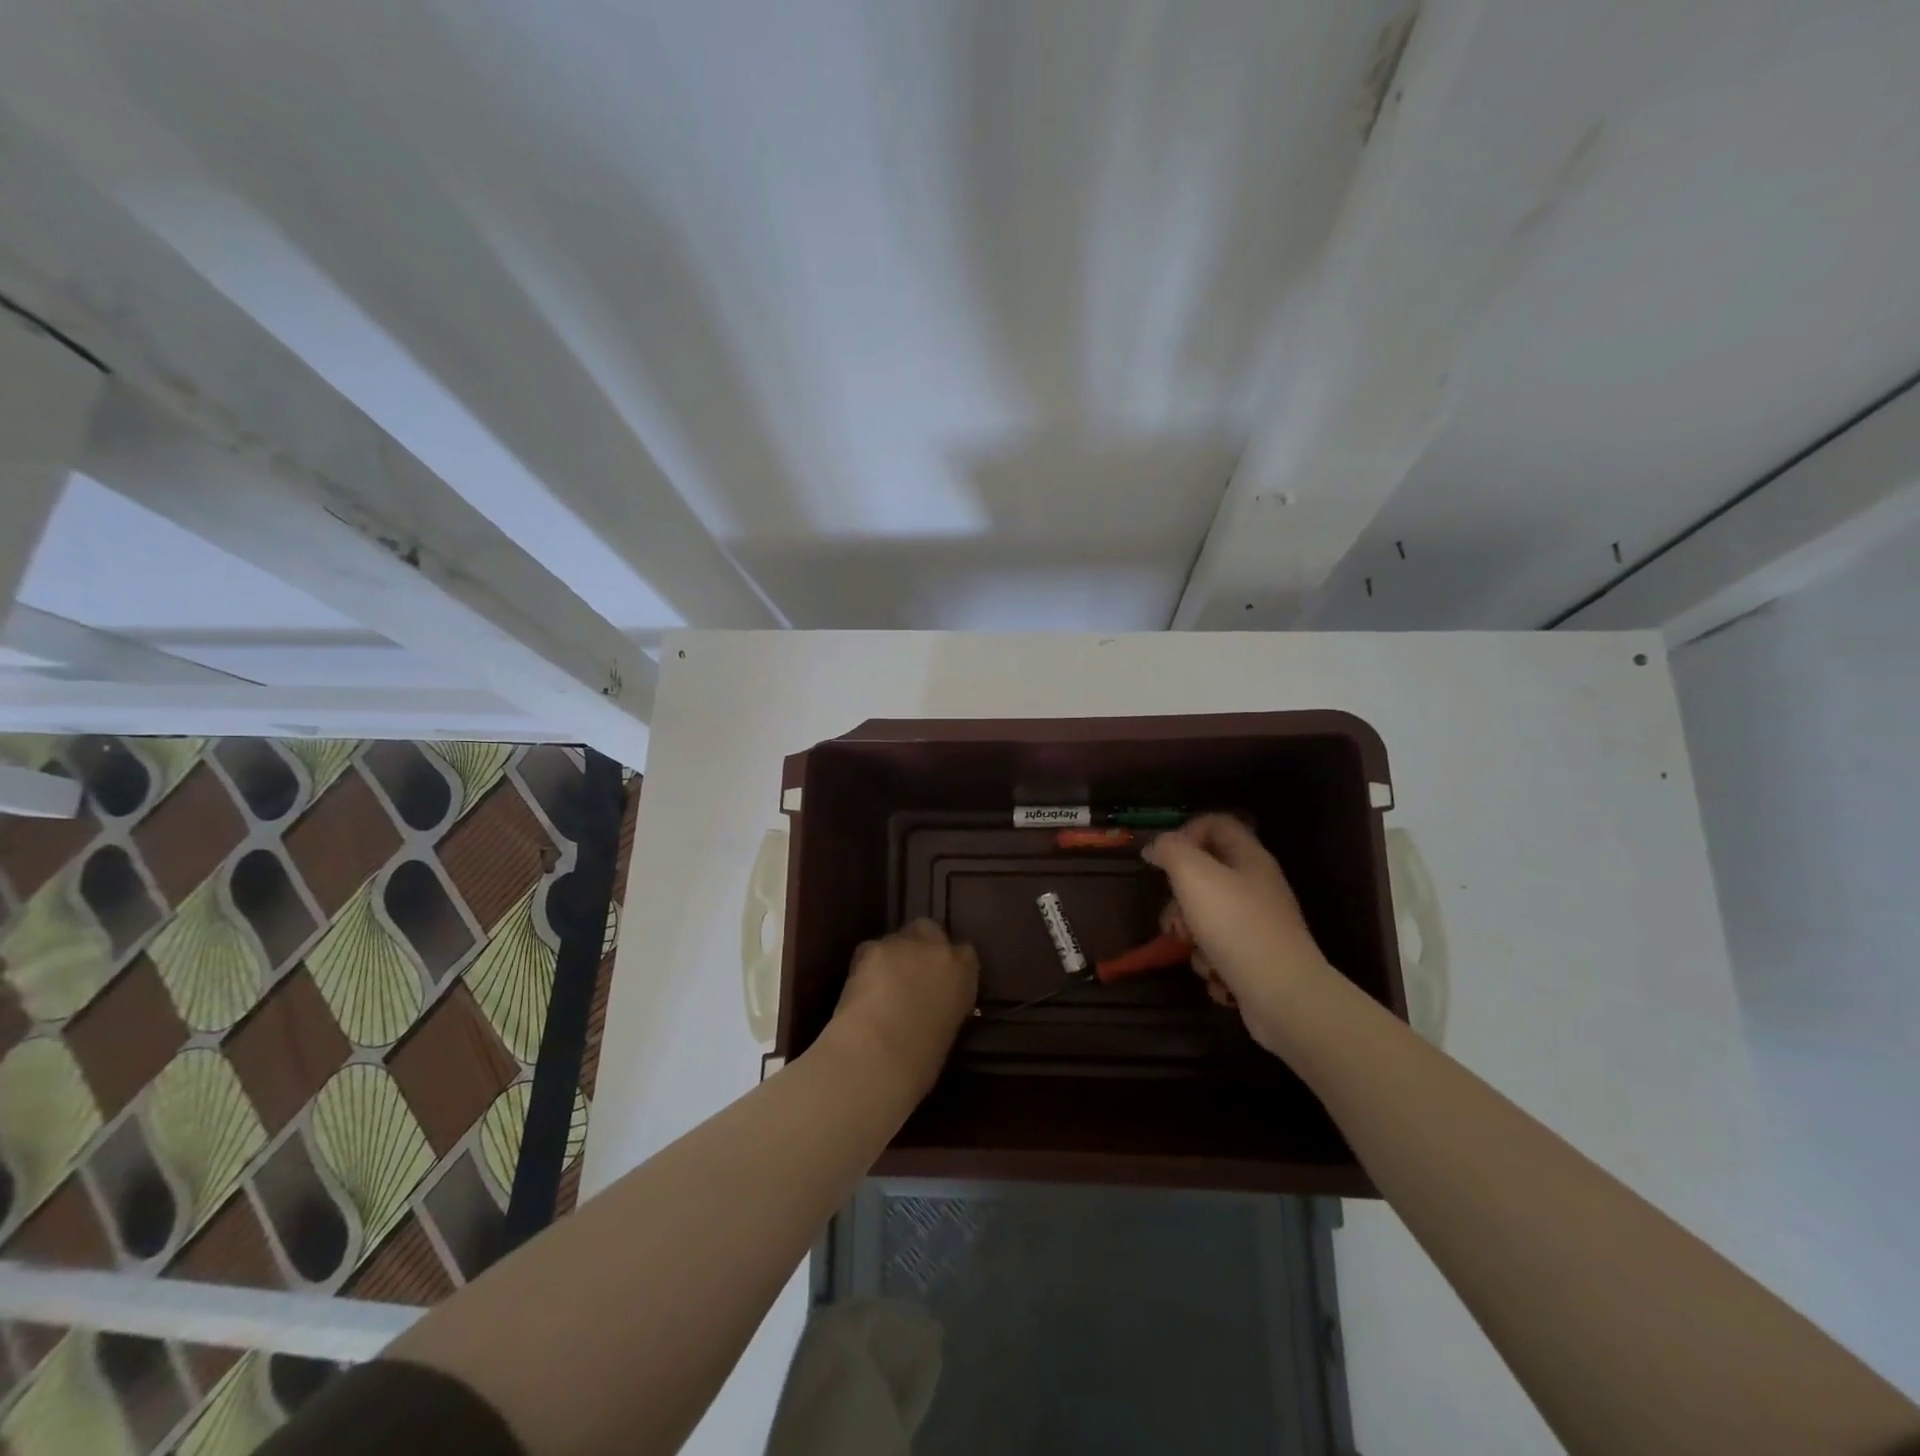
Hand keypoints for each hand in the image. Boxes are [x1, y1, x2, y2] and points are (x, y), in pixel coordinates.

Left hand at [822, 919, 978, 1098]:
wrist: (880, 1053)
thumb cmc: (921, 1060)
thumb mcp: (948, 1030)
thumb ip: (944, 1005)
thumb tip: (932, 1005)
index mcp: (964, 972)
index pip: (965, 953)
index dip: (950, 964)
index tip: (940, 980)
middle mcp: (937, 949)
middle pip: (931, 930)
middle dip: (921, 945)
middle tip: (909, 972)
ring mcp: (903, 944)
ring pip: (898, 938)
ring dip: (893, 955)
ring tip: (880, 985)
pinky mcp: (870, 947)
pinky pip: (871, 950)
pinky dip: (867, 965)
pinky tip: (861, 988)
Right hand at [1143, 814, 1332, 1053]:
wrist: (1282, 995)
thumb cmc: (1236, 925)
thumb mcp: (1194, 875)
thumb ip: (1171, 851)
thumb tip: (1156, 846)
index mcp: (1249, 857)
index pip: (1215, 823)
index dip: (1185, 832)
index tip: (1162, 859)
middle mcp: (1257, 885)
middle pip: (1206, 874)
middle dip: (1179, 896)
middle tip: (1173, 916)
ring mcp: (1258, 923)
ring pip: (1207, 914)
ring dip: (1189, 932)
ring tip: (1190, 948)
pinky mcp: (1255, 957)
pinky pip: (1219, 947)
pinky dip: (1209, 959)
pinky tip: (1213, 972)